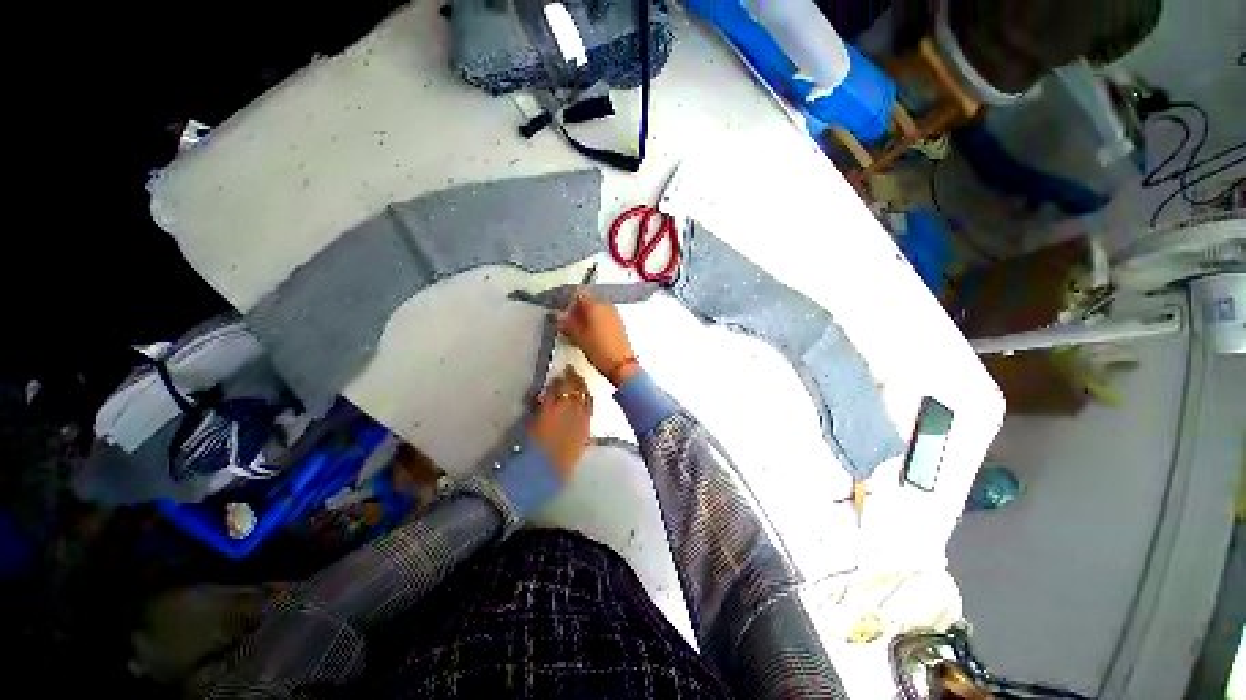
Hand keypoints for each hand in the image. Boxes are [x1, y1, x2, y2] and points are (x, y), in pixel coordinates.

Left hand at [527, 365, 592, 480]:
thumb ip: (581, 440)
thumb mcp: (576, 453)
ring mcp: (562, 409)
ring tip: (562, 374)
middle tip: (572, 372)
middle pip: (580, 391)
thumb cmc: (559, 468)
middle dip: (577, 380)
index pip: (589, 402)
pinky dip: (551, 386)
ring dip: (565, 380)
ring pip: (567, 388)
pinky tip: (549, 383)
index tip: (582, 386)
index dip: (585, 392)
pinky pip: (551, 392)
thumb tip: (587, 437)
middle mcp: (577, 414)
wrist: (542, 470)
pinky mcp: (546, 409)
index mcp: (586, 426)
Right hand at [555, 291, 640, 385]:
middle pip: (588, 301)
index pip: (579, 292)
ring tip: (577, 332)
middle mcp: (606, 305)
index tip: (562, 310)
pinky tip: (589, 335)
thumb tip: (556, 314)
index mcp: (595, 304)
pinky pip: (603, 317)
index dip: (568, 301)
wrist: (621, 364)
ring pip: (596, 309)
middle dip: (576, 310)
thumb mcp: (577, 336)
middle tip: (568, 323)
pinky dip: (595, 322)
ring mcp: (614, 314)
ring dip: (585, 317)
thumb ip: (566, 322)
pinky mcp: (619, 324)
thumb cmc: (599, 350)